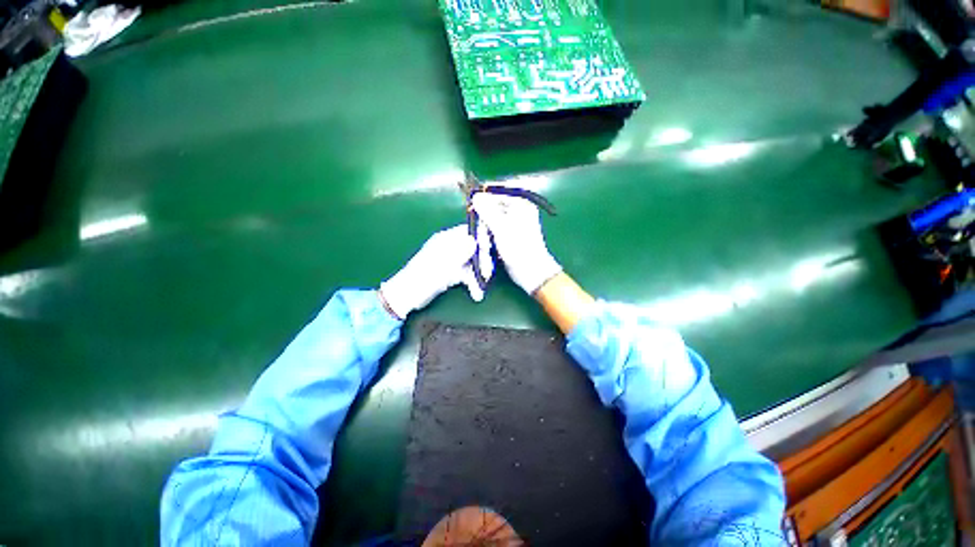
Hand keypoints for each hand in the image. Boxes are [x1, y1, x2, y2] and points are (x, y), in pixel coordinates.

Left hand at [379, 224, 492, 318]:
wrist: (409, 295)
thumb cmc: (423, 277)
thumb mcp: (442, 264)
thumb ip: (458, 252)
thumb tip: (474, 240)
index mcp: (446, 240)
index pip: (468, 232)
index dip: (481, 239)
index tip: (489, 250)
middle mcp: (450, 247)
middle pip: (473, 248)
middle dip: (482, 261)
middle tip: (487, 274)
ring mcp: (452, 260)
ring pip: (472, 263)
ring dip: (478, 275)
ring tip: (481, 289)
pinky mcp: (452, 273)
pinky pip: (467, 274)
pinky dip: (472, 283)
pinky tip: (476, 293)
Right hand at [472, 192, 561, 294]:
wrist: (531, 270)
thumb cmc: (518, 248)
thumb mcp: (501, 227)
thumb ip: (487, 210)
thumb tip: (476, 196)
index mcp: (521, 204)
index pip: (499, 192)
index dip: (484, 196)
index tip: (472, 204)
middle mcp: (519, 210)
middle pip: (494, 206)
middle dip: (484, 217)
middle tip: (479, 227)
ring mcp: (514, 223)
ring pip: (493, 218)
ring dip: (486, 228)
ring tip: (485, 239)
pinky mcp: (510, 235)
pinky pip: (495, 229)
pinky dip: (490, 235)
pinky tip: (488, 243)